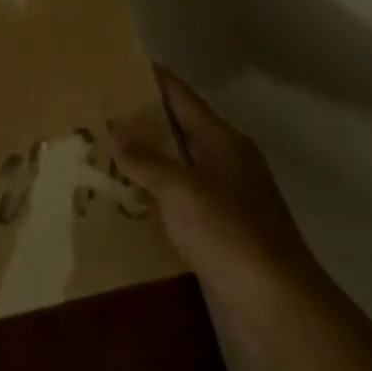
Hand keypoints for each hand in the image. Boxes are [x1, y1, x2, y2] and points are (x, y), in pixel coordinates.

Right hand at [111, 66, 318, 307]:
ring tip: (99, 150)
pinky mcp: (219, 230)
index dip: (150, 77)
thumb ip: (146, 158)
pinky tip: (123, 197)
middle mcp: (226, 162)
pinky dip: (152, 193)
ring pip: (176, 165)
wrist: (277, 305)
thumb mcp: (181, 189)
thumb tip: (115, 130)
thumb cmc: (230, 233)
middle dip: (139, 119)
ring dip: (143, 158)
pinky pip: (178, 199)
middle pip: (177, 128)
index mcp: (222, 140)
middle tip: (94, 110)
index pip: (180, 95)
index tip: (115, 65)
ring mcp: (225, 197)